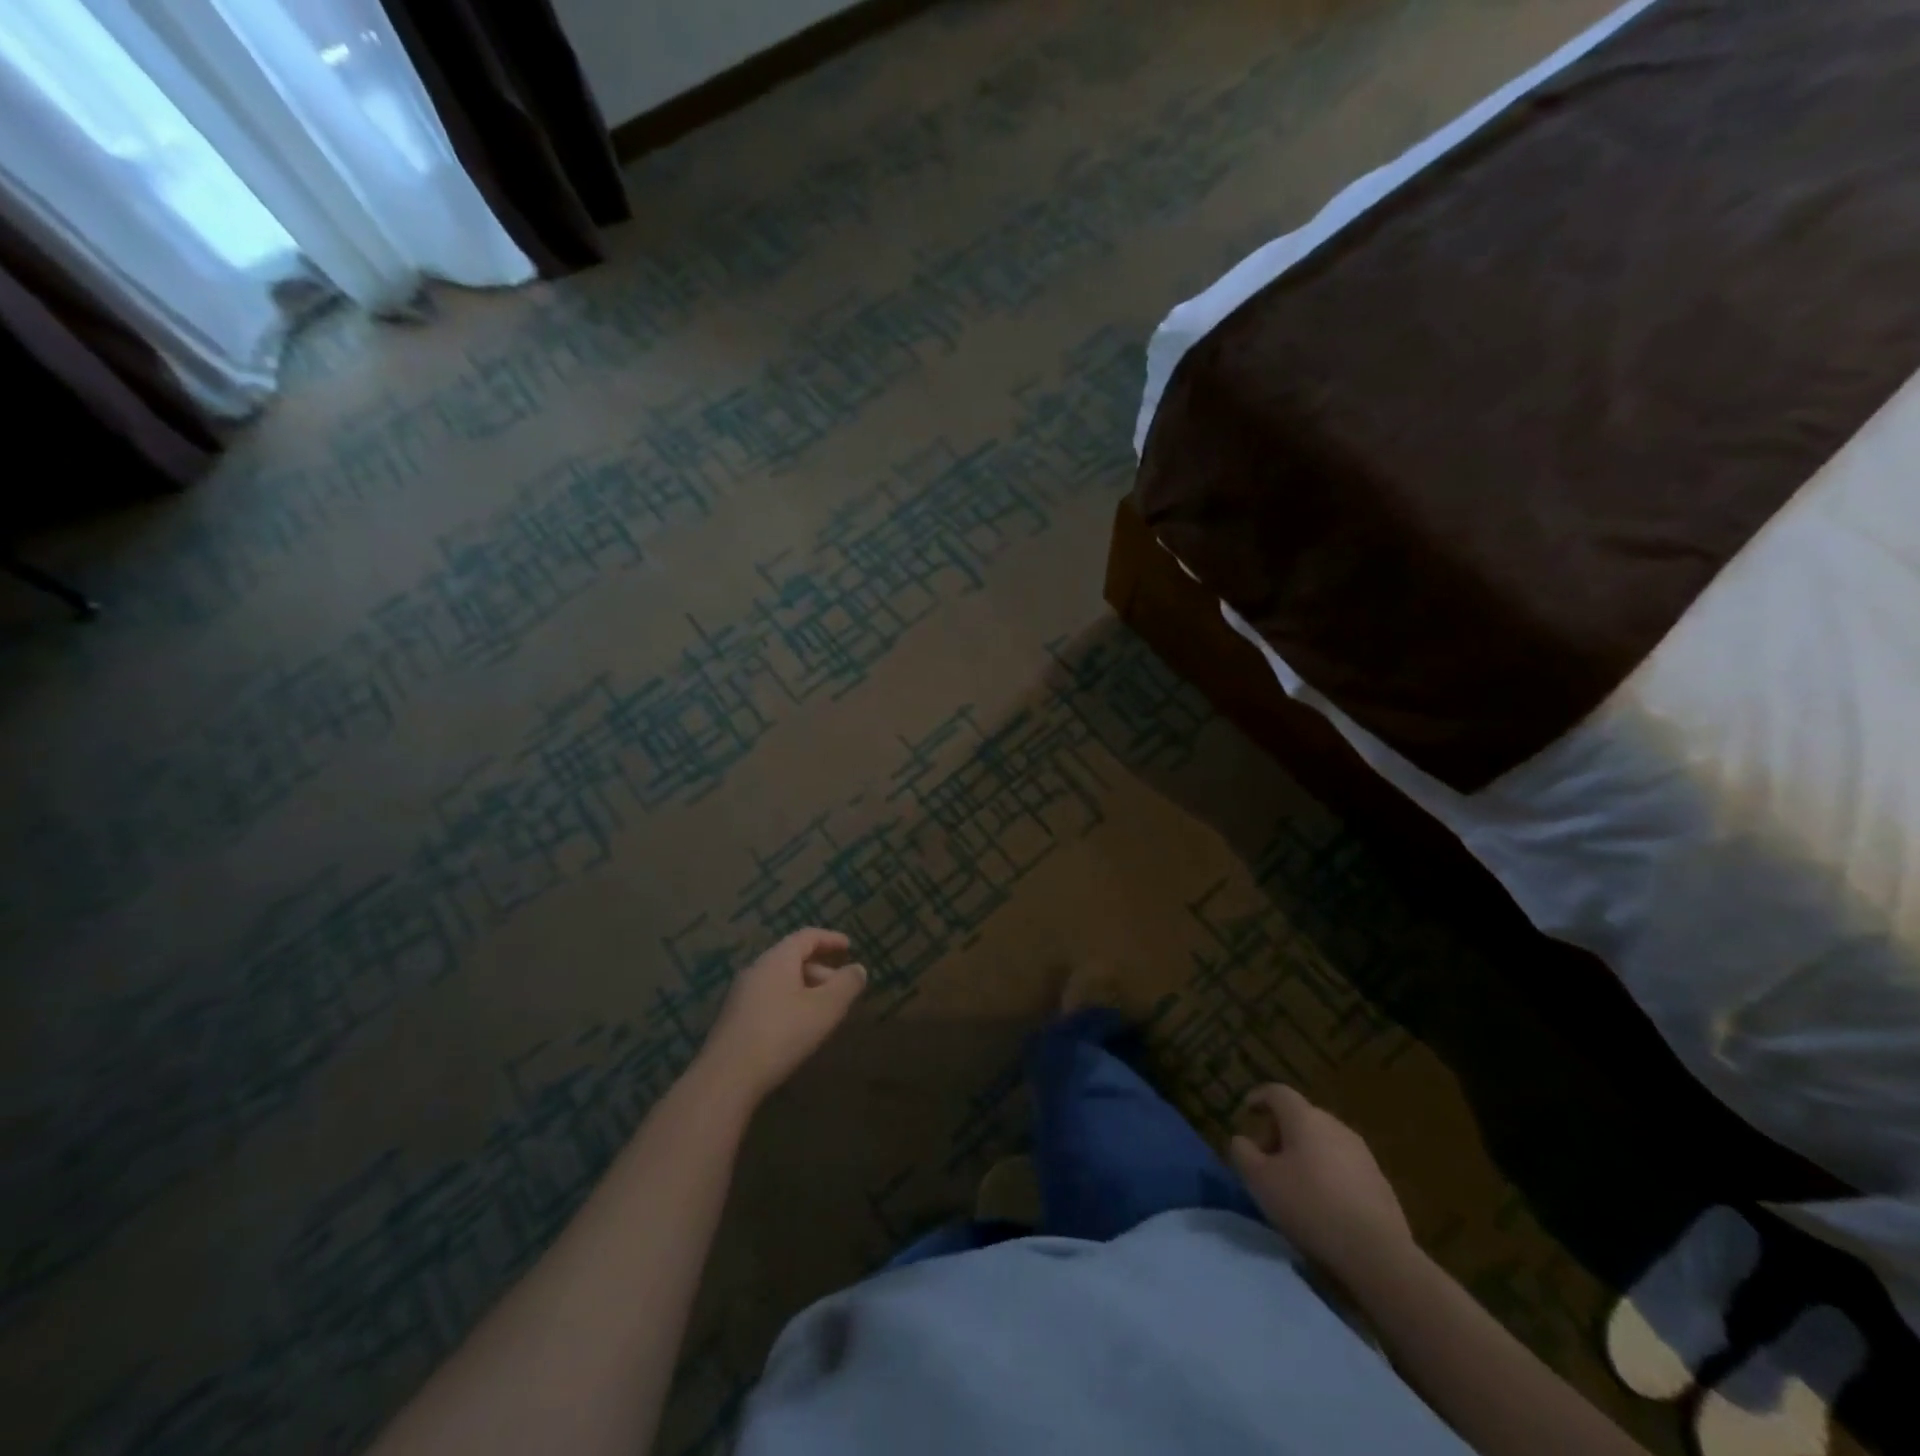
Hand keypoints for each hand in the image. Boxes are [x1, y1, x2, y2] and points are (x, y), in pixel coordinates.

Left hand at [696, 929, 866, 1104]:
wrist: (727, 1077)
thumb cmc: (782, 1033)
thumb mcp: (825, 1008)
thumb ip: (846, 985)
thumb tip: (858, 969)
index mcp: (778, 959)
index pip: (807, 936)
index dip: (831, 939)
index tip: (849, 946)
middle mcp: (757, 969)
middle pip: (793, 957)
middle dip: (821, 969)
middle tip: (842, 988)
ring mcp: (741, 994)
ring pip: (781, 980)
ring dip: (806, 988)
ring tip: (824, 1011)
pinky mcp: (734, 1018)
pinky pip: (769, 997)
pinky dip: (790, 1002)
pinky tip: (798, 1027)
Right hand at [1229, 1084, 1413, 1285]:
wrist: (1377, 1253)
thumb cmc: (1310, 1206)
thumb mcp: (1260, 1181)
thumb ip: (1243, 1153)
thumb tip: (1242, 1140)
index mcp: (1304, 1118)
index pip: (1277, 1092)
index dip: (1258, 1097)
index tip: (1247, 1111)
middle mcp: (1334, 1125)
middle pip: (1300, 1116)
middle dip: (1279, 1132)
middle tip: (1266, 1159)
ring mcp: (1361, 1153)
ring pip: (1323, 1141)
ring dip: (1304, 1153)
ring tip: (1294, 1184)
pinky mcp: (1379, 1181)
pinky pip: (1343, 1164)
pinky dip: (1327, 1172)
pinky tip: (1323, 1203)